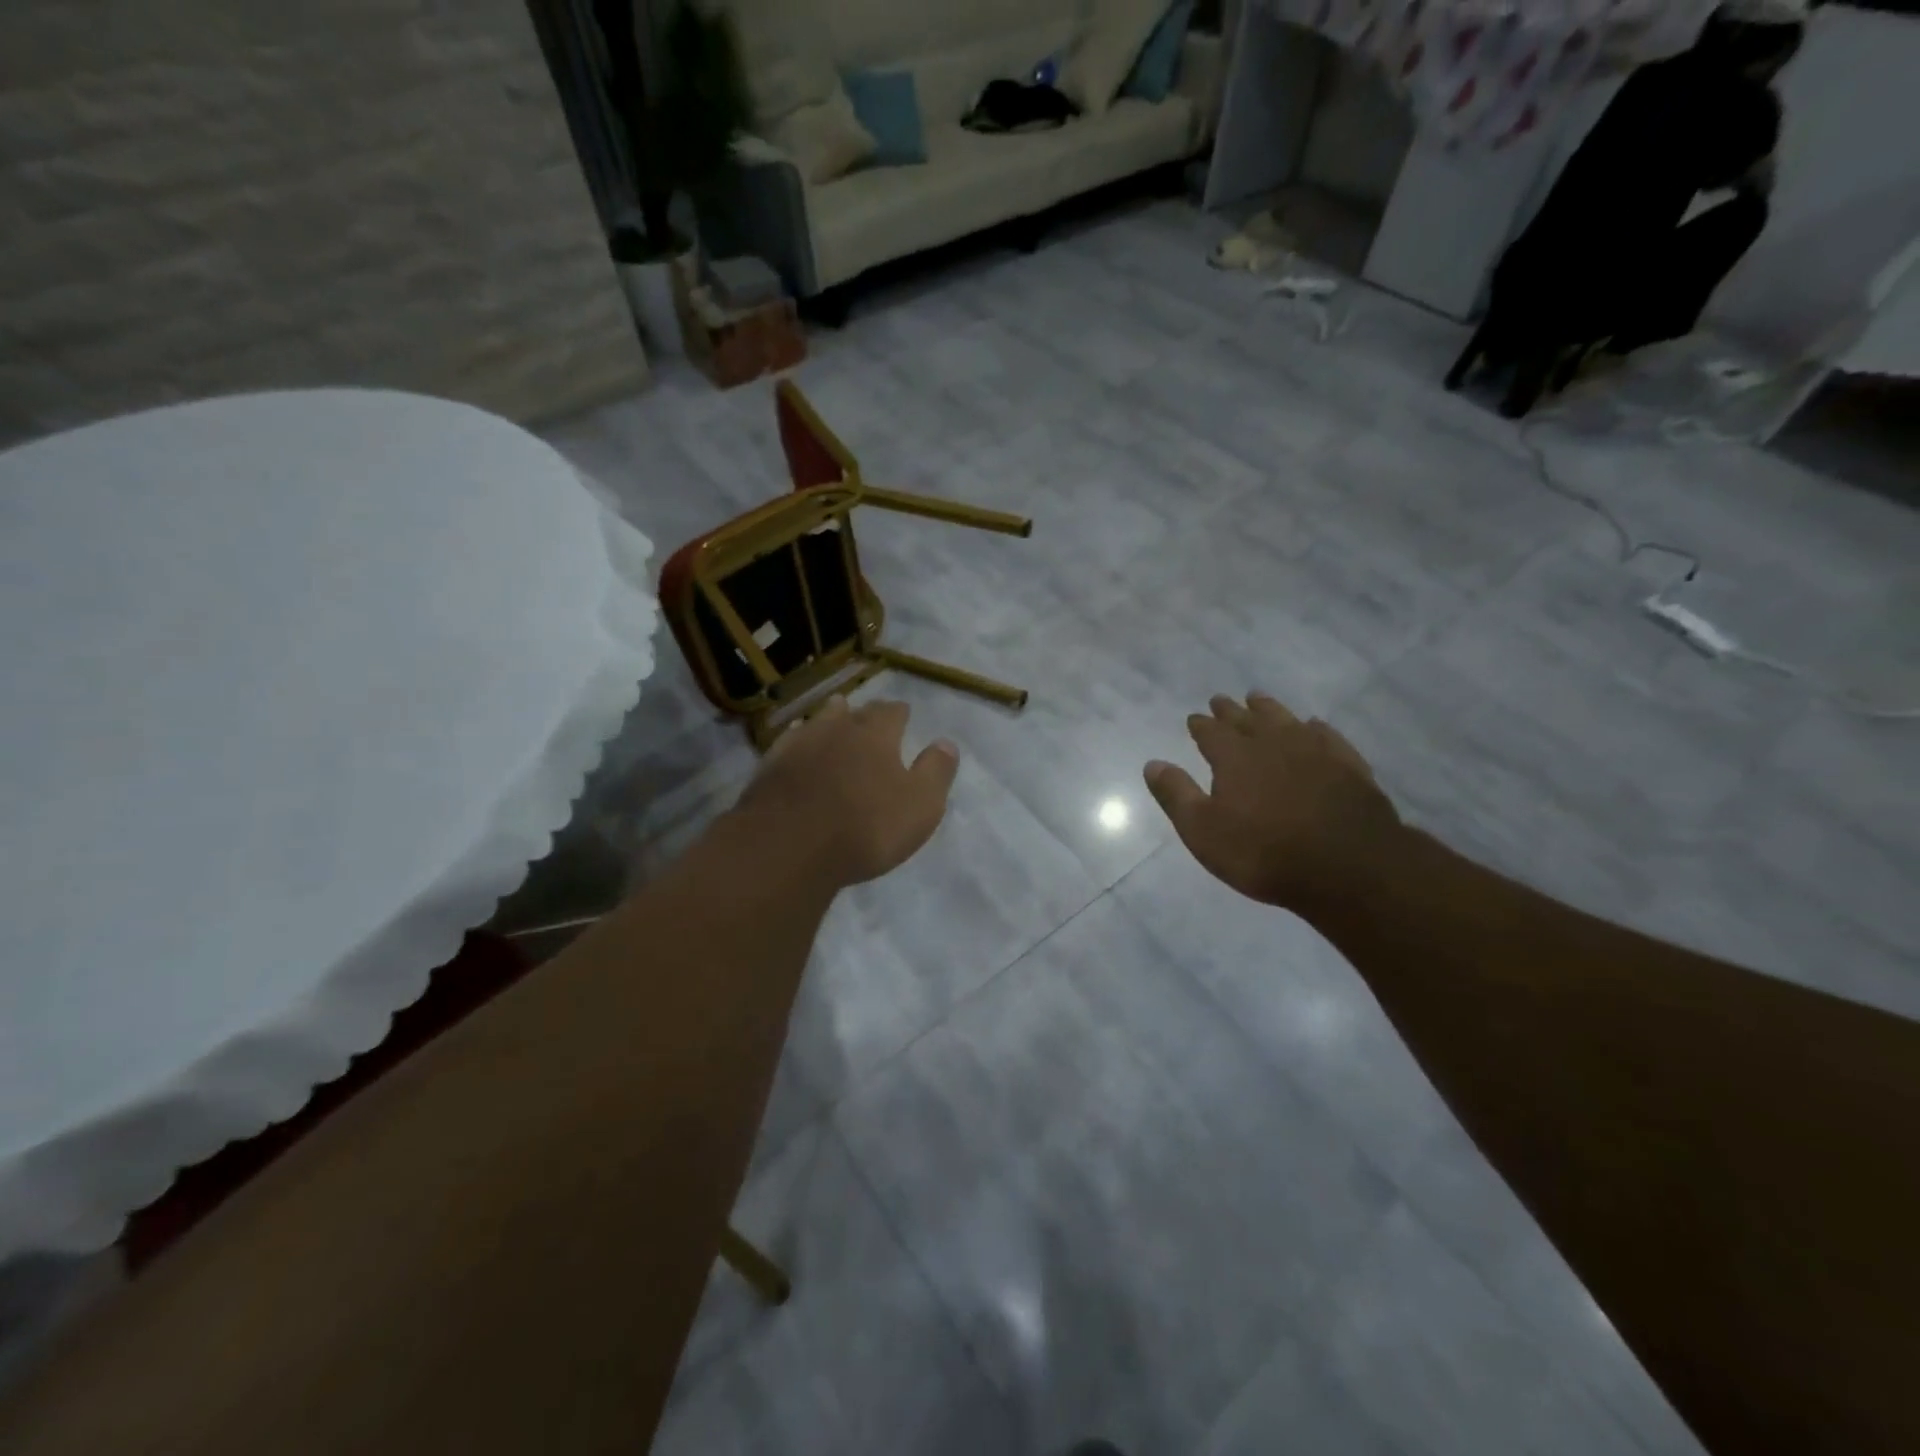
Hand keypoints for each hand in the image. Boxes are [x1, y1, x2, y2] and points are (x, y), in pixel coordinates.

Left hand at [734, 696, 958, 888]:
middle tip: (871, 714)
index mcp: (876, 736)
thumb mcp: (920, 806)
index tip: (904, 714)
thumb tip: (946, 743)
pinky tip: (796, 742)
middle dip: (865, 712)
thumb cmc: (866, 827)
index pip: (892, 713)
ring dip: (829, 717)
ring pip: (818, 721)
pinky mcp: (769, 766)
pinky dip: (798, 738)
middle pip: (854, 712)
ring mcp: (798, 745)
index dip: (900, 713)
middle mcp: (837, 729)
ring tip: (835, 712)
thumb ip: (936, 772)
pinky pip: (788, 741)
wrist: (788, 846)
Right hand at [1144, 692, 1399, 911]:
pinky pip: (1327, 736)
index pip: (1211, 732)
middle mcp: (1272, 744)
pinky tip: (1313, 726)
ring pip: (1286, 720)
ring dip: (1269, 709)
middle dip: (1230, 710)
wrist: (1348, 866)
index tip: (1193, 717)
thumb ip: (1177, 795)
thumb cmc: (1264, 852)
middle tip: (1221, 700)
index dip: (1200, 725)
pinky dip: (1315, 728)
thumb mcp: (1203, 831)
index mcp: (1234, 757)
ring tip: (1259, 699)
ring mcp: (1314, 751)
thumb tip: (1153, 764)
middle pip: (1247, 719)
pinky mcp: (1348, 766)